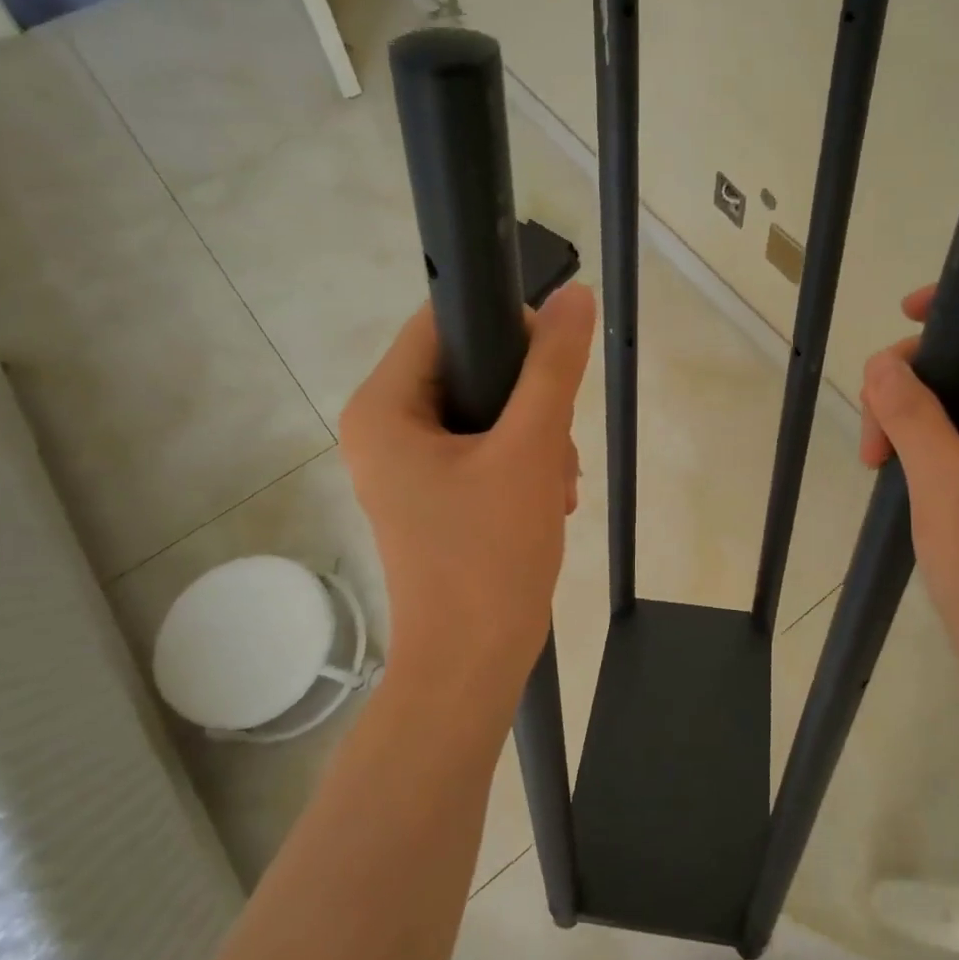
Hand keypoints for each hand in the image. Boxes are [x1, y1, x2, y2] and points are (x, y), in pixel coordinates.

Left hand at [340, 285, 595, 723]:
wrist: (473, 664)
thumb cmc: (490, 554)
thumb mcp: (530, 449)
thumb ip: (553, 367)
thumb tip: (575, 295)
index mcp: (383, 407)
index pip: (443, 323)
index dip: (505, 327)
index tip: (554, 364)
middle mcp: (384, 429)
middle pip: (470, 370)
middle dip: (530, 404)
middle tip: (558, 446)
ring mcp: (407, 466)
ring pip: (486, 413)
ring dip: (535, 440)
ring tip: (557, 487)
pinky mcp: (433, 495)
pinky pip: (483, 451)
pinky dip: (522, 467)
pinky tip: (549, 500)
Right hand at [859, 287, 958, 693]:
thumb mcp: (946, 485)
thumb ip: (912, 415)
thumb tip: (882, 363)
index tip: (907, 322)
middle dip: (917, 373)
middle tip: (875, 428)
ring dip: (910, 412)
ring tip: (875, 460)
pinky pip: (958, 434)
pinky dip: (920, 441)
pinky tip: (891, 472)